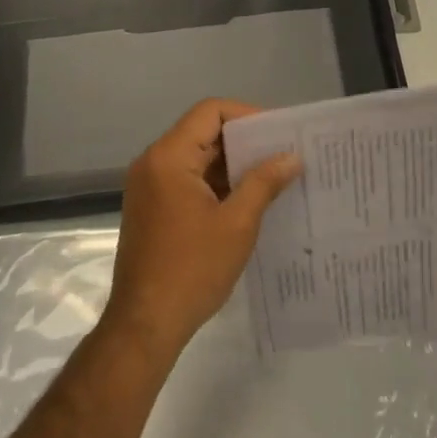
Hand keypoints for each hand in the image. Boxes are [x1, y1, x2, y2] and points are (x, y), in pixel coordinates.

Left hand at [102, 100, 300, 363]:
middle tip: (283, 155)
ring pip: (197, 158)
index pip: (210, 112)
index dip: (247, 116)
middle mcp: (153, 162)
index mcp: (169, 156)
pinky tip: (247, 201)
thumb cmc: (192, 269)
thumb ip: (264, 182)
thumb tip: (291, 157)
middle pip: (203, 132)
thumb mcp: (237, 223)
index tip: (278, 134)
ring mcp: (149, 186)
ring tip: (272, 178)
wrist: (145, 325)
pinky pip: (188, 180)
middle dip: (244, 143)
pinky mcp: (152, 208)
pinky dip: (216, 184)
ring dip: (231, 166)